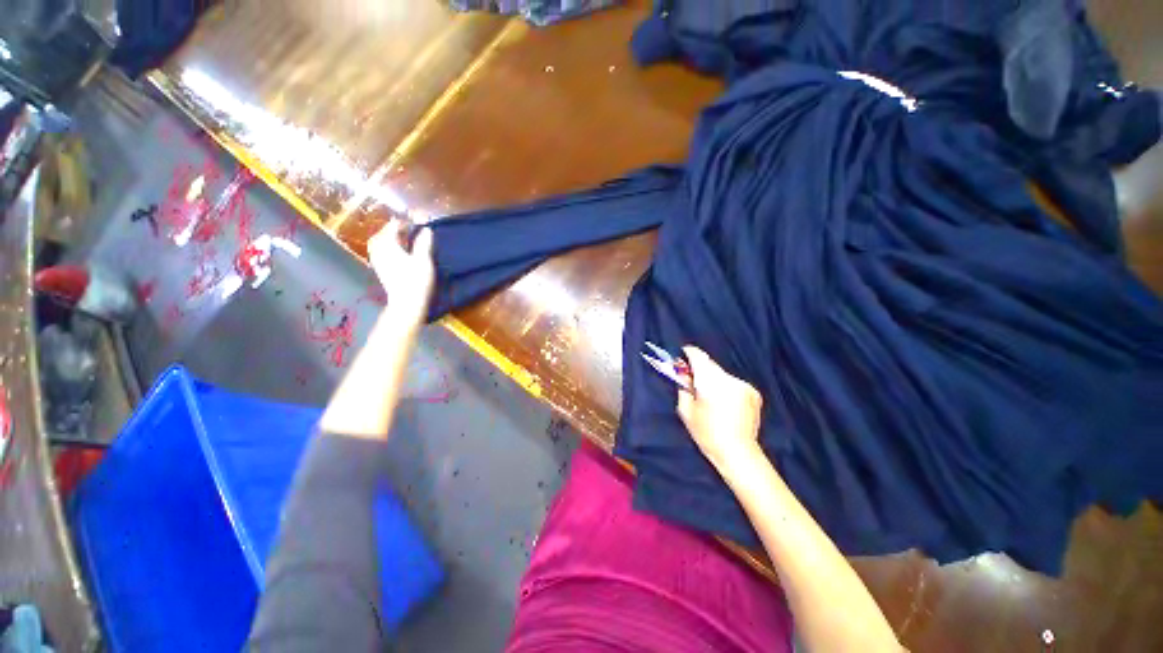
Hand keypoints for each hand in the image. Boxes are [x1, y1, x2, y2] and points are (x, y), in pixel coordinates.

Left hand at [367, 218, 434, 324]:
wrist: (406, 303)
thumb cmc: (416, 280)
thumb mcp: (423, 260)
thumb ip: (424, 243)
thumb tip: (426, 229)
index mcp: (387, 244)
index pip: (393, 226)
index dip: (404, 222)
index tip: (415, 220)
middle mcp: (378, 250)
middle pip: (382, 234)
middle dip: (393, 230)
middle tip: (407, 228)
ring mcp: (378, 261)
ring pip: (379, 244)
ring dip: (389, 239)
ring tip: (402, 240)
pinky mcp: (381, 270)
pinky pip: (380, 252)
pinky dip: (387, 248)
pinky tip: (398, 253)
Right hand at [676, 347, 763, 473]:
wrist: (738, 452)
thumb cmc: (707, 433)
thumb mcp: (686, 411)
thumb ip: (683, 388)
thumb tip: (684, 376)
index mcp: (710, 382)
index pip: (699, 357)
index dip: (690, 353)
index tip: (684, 353)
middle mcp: (728, 378)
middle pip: (711, 365)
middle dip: (701, 369)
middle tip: (693, 380)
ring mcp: (743, 385)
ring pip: (722, 375)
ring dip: (714, 380)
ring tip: (711, 397)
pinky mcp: (753, 392)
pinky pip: (734, 384)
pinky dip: (727, 388)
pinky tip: (725, 404)